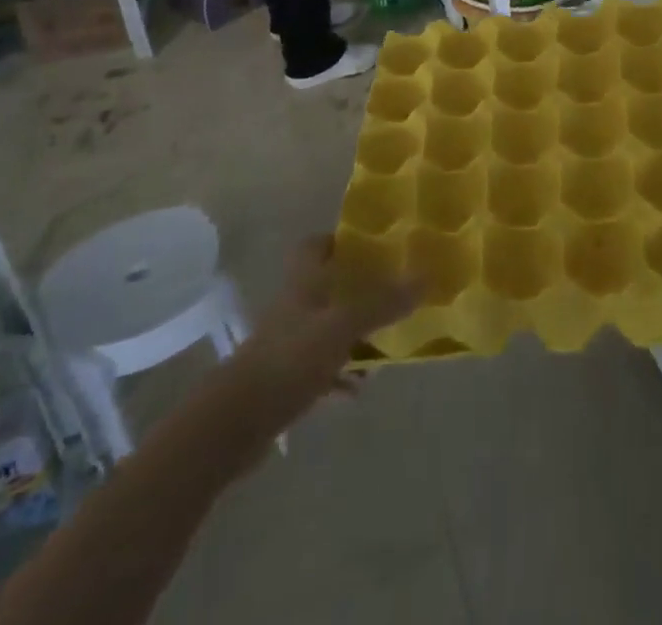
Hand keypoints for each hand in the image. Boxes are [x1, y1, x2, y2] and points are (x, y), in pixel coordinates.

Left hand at [246, 236, 416, 398]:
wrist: (235, 422)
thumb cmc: (290, 358)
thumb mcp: (342, 325)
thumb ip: (382, 303)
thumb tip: (426, 277)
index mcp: (303, 282)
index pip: (316, 245)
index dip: (340, 240)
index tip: (372, 244)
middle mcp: (295, 306)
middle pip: (327, 286)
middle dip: (358, 290)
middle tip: (392, 293)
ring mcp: (288, 344)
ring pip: (327, 328)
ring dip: (354, 334)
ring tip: (386, 342)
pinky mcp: (286, 380)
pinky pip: (322, 369)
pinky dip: (341, 375)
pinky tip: (360, 388)